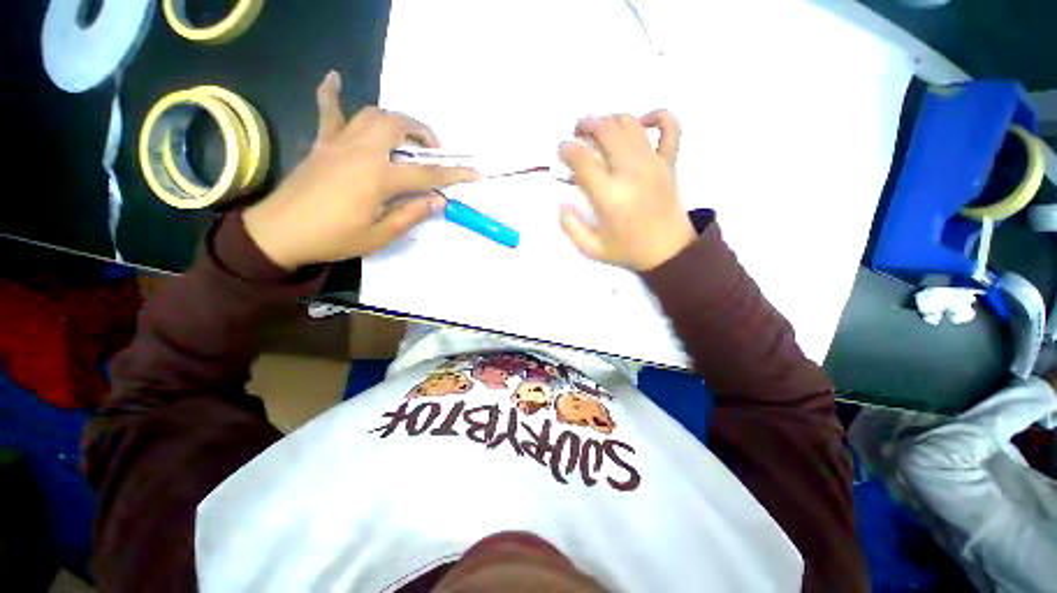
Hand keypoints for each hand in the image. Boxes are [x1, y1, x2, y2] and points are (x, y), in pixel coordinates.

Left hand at [244, 71, 478, 269]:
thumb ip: (411, 215)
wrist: (280, 233)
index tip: (476, 174)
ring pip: (373, 114)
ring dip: (396, 119)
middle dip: (423, 133)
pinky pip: (327, 111)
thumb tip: (438, 200)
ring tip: (407, 134)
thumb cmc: (333, 238)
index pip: (427, 173)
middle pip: (398, 126)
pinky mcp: (322, 143)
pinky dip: (331, 93)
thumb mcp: (379, 236)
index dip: (454, 174)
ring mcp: (339, 143)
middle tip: (433, 150)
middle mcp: (362, 151)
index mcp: (378, 178)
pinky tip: (334, 78)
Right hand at [558, 110, 695, 271]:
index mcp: (609, 196)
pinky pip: (670, 127)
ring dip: (611, 119)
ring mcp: (653, 164)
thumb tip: (561, 202)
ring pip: (630, 124)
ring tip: (600, 128)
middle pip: (606, 131)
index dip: (566, 149)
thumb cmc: (628, 250)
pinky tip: (643, 123)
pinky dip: (658, 116)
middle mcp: (630, 172)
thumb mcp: (591, 249)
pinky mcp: (670, 162)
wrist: (669, 253)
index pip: (582, 159)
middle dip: (586, 125)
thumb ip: (570, 227)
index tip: (561, 151)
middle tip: (577, 133)